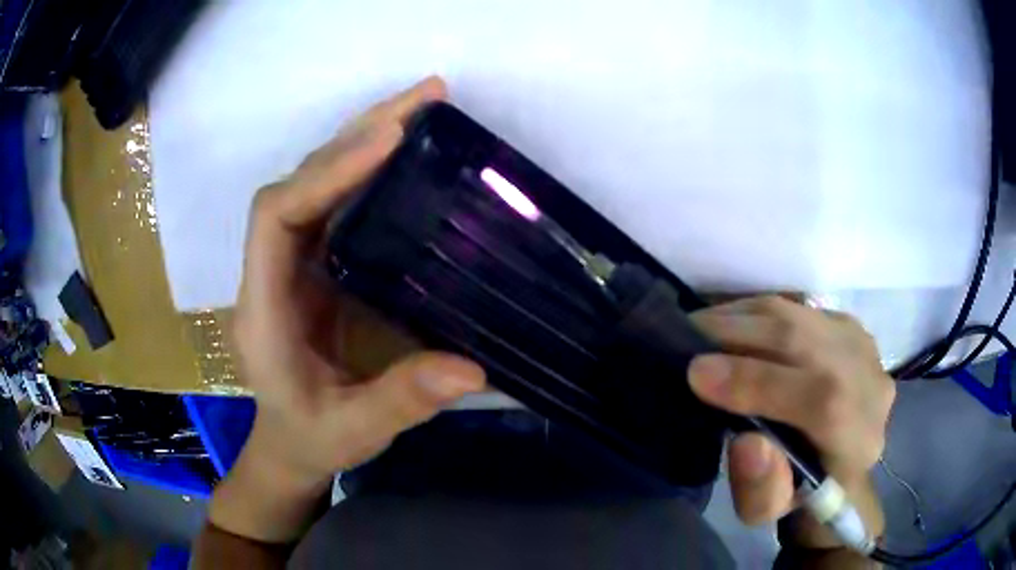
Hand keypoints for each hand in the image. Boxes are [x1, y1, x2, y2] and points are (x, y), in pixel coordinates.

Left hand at [213, 77, 485, 542]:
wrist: (290, 443)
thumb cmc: (309, 438)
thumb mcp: (352, 432)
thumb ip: (400, 403)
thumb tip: (470, 366)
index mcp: (264, 307)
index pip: (276, 217)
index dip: (326, 173)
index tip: (388, 141)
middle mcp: (272, 270)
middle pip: (302, 180)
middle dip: (359, 133)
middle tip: (426, 98)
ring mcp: (295, 262)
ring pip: (321, 181)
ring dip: (368, 138)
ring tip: (425, 108)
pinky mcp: (320, 264)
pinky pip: (341, 202)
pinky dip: (373, 168)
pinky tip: (411, 154)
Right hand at [688, 296, 894, 546]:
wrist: (835, 461)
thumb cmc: (798, 493)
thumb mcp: (770, 510)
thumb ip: (761, 487)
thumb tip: (747, 441)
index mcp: (859, 440)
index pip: (823, 400)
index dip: (759, 383)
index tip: (697, 374)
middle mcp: (870, 382)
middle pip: (807, 344)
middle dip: (739, 339)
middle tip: (684, 340)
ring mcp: (862, 345)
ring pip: (799, 316)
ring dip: (743, 319)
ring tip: (701, 328)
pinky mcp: (846, 324)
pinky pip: (797, 307)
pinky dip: (757, 313)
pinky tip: (732, 325)